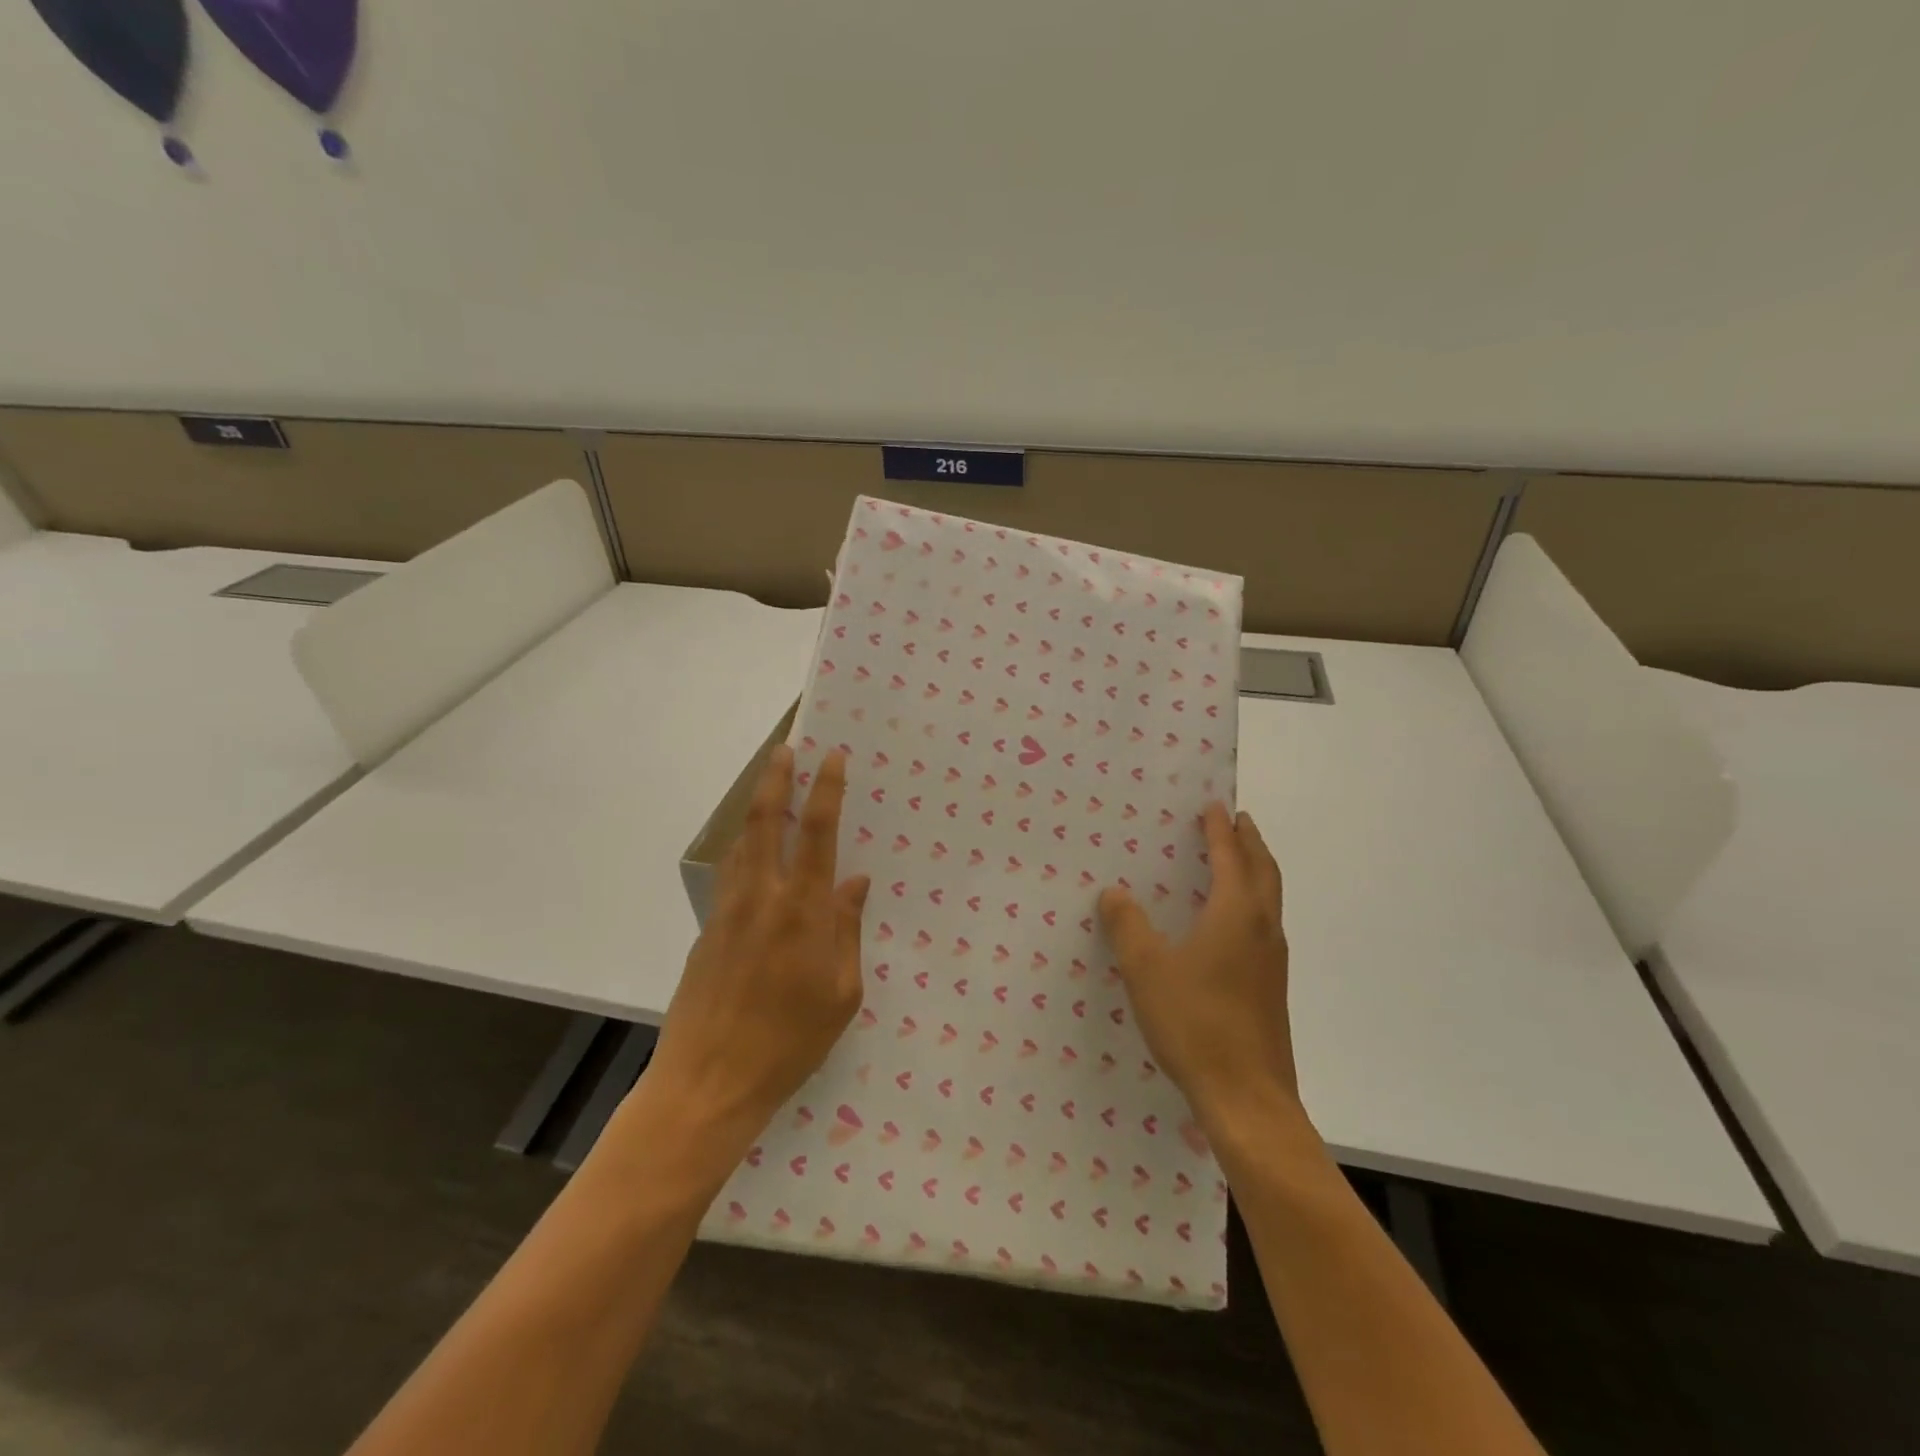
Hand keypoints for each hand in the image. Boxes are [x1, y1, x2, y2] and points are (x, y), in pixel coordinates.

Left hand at [648, 745, 870, 1159]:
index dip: (827, 790)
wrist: (709, 1082)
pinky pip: (730, 875)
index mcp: (802, 911)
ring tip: (769, 785)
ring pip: (742, 844)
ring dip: (757, 809)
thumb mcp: (841, 994)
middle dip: (778, 779)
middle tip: (786, 748)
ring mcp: (728, 912)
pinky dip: (744, 849)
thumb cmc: (790, 1043)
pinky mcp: (708, 932)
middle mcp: (762, 898)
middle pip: (767, 822)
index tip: (832, 758)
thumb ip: (847, 932)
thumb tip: (855, 884)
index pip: (818, 834)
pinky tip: (753, 852)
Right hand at [1098, 804, 1302, 1131]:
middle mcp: (1262, 929)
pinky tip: (1230, 924)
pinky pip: (1265, 925)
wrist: (1247, 1097)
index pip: (1230, 857)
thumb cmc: (1195, 1023)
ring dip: (1256, 870)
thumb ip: (1127, 926)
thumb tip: (1113, 893)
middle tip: (1237, 820)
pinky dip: (1253, 902)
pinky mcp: (1271, 987)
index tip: (1214, 805)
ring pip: (1270, 899)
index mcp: (1236, 915)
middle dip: (1250, 842)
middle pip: (1263, 871)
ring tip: (1237, 861)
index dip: (1219, 830)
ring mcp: (1272, 961)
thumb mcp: (1146, 970)